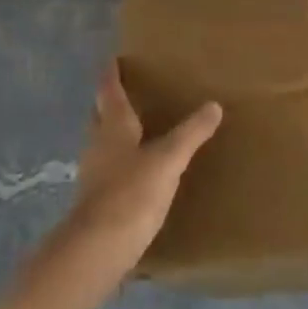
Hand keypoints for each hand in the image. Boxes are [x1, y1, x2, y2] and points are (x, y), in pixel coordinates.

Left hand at [14, 62, 222, 308]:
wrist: (97, 250)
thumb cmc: (131, 194)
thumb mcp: (168, 160)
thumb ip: (190, 134)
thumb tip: (214, 105)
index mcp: (112, 126)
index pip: (109, 90)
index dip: (111, 74)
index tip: (113, 58)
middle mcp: (98, 144)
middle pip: (100, 115)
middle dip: (110, 102)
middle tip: (127, 90)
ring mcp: (93, 174)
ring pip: (102, 142)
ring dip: (114, 133)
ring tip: (136, 129)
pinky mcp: (96, 201)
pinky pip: (108, 169)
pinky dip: (119, 162)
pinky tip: (135, 173)